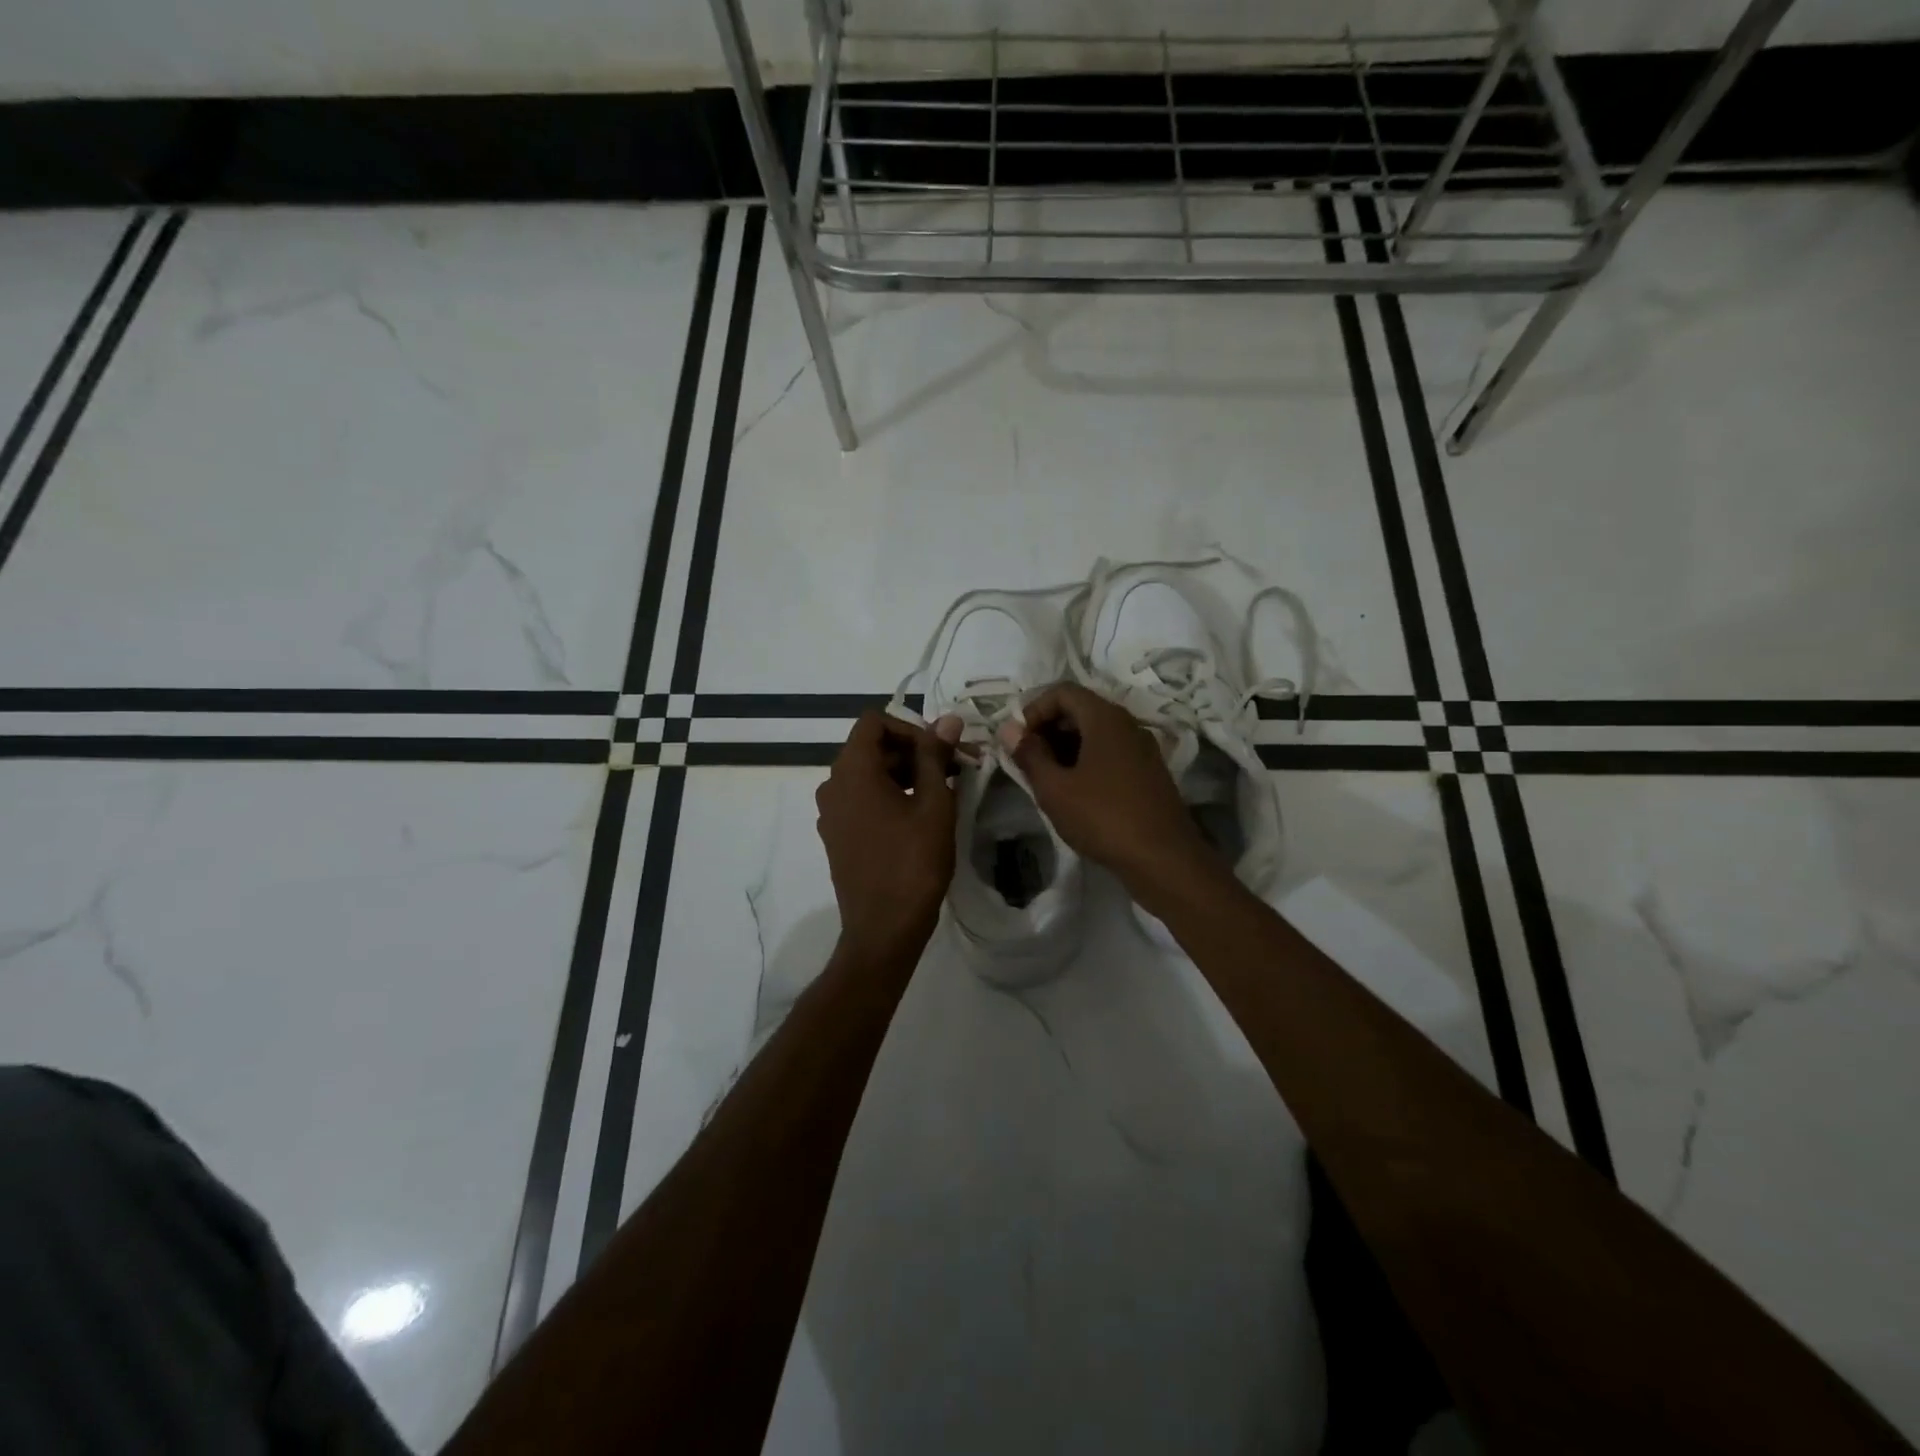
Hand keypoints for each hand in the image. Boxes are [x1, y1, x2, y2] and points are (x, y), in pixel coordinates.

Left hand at [817, 711, 963, 960]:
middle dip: (914, 752)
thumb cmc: (913, 863)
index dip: (911, 727)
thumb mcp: (933, 804)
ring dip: (904, 774)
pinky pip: (862, 799)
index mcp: (852, 771)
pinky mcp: (837, 835)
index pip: (874, 722)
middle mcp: (833, 785)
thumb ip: (936, 756)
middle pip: (872, 748)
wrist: (884, 929)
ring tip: (944, 792)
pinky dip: (889, 796)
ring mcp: (831, 812)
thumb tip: (948, 720)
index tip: (941, 751)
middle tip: (955, 769)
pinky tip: (920, 816)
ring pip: (868, 774)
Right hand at [998, 683, 1218, 899]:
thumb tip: (1009, 729)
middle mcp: (1127, 724)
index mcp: (1105, 718)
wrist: (1164, 859)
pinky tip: (1074, 792)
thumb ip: (1029, 755)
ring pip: (1096, 732)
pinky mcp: (1148, 772)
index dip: (1034, 709)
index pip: (1063, 691)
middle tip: (1027, 760)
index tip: (1018, 740)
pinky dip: (1086, 761)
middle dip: (1048, 728)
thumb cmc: (1103, 817)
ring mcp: (1142, 748)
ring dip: (1065, 747)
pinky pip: (1110, 752)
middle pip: (1080, 709)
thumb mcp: (1055, 789)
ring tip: (1046, 779)